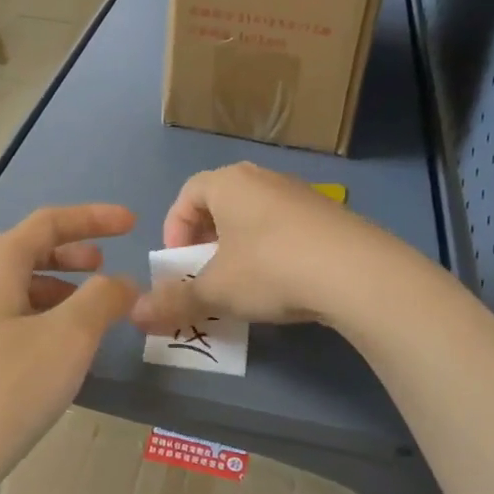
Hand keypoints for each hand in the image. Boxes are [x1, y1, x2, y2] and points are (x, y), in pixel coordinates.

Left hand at [0, 204, 139, 493]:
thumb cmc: (5, 388)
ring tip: (91, 316)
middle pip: (28, 253)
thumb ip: (102, 299)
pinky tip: (60, 359)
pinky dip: (43, 325)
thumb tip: (122, 282)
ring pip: (18, 293)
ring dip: (59, 293)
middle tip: (106, 267)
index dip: (93, 217)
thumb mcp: (68, 337)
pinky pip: (9, 326)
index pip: (49, 222)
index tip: (132, 223)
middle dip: (72, 254)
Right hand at [131, 162, 384, 333]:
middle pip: (221, 203)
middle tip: (206, 274)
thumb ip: (174, 301)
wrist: (357, 272)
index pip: (187, 194)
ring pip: (255, 216)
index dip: (174, 228)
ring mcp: (300, 193)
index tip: (178, 264)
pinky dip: (274, 250)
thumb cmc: (270, 269)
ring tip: (244, 282)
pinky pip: (286, 227)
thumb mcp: (216, 290)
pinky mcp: (330, 215)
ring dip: (240, 246)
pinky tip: (284, 282)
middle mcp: (263, 178)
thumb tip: (135, 315)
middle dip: (206, 240)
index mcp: (228, 183)